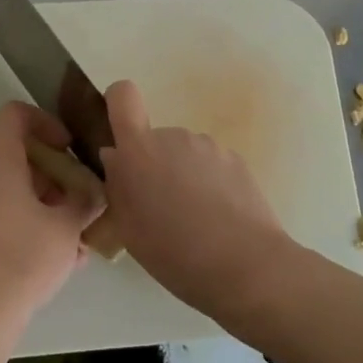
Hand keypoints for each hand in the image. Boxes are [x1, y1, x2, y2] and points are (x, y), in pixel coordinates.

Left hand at [0, 102, 99, 318]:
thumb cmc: (29, 255)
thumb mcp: (69, 226)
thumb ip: (85, 200)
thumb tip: (93, 193)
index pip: (14, 115)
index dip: (44, 121)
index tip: (66, 148)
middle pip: (15, 157)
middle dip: (51, 174)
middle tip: (77, 201)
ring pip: (7, 189)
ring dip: (40, 201)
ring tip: (71, 236)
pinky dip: (22, 220)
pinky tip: (51, 254)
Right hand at [98, 79, 290, 317]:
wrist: (246, 266)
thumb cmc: (175, 252)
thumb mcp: (129, 229)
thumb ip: (118, 186)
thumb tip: (116, 158)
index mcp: (140, 150)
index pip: (123, 96)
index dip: (117, 105)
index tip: (120, 136)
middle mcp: (173, 137)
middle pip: (154, 139)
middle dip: (153, 165)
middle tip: (159, 209)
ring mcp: (209, 146)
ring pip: (183, 154)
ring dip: (182, 175)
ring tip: (192, 219)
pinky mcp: (237, 160)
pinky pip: (210, 165)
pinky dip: (209, 184)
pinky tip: (217, 219)